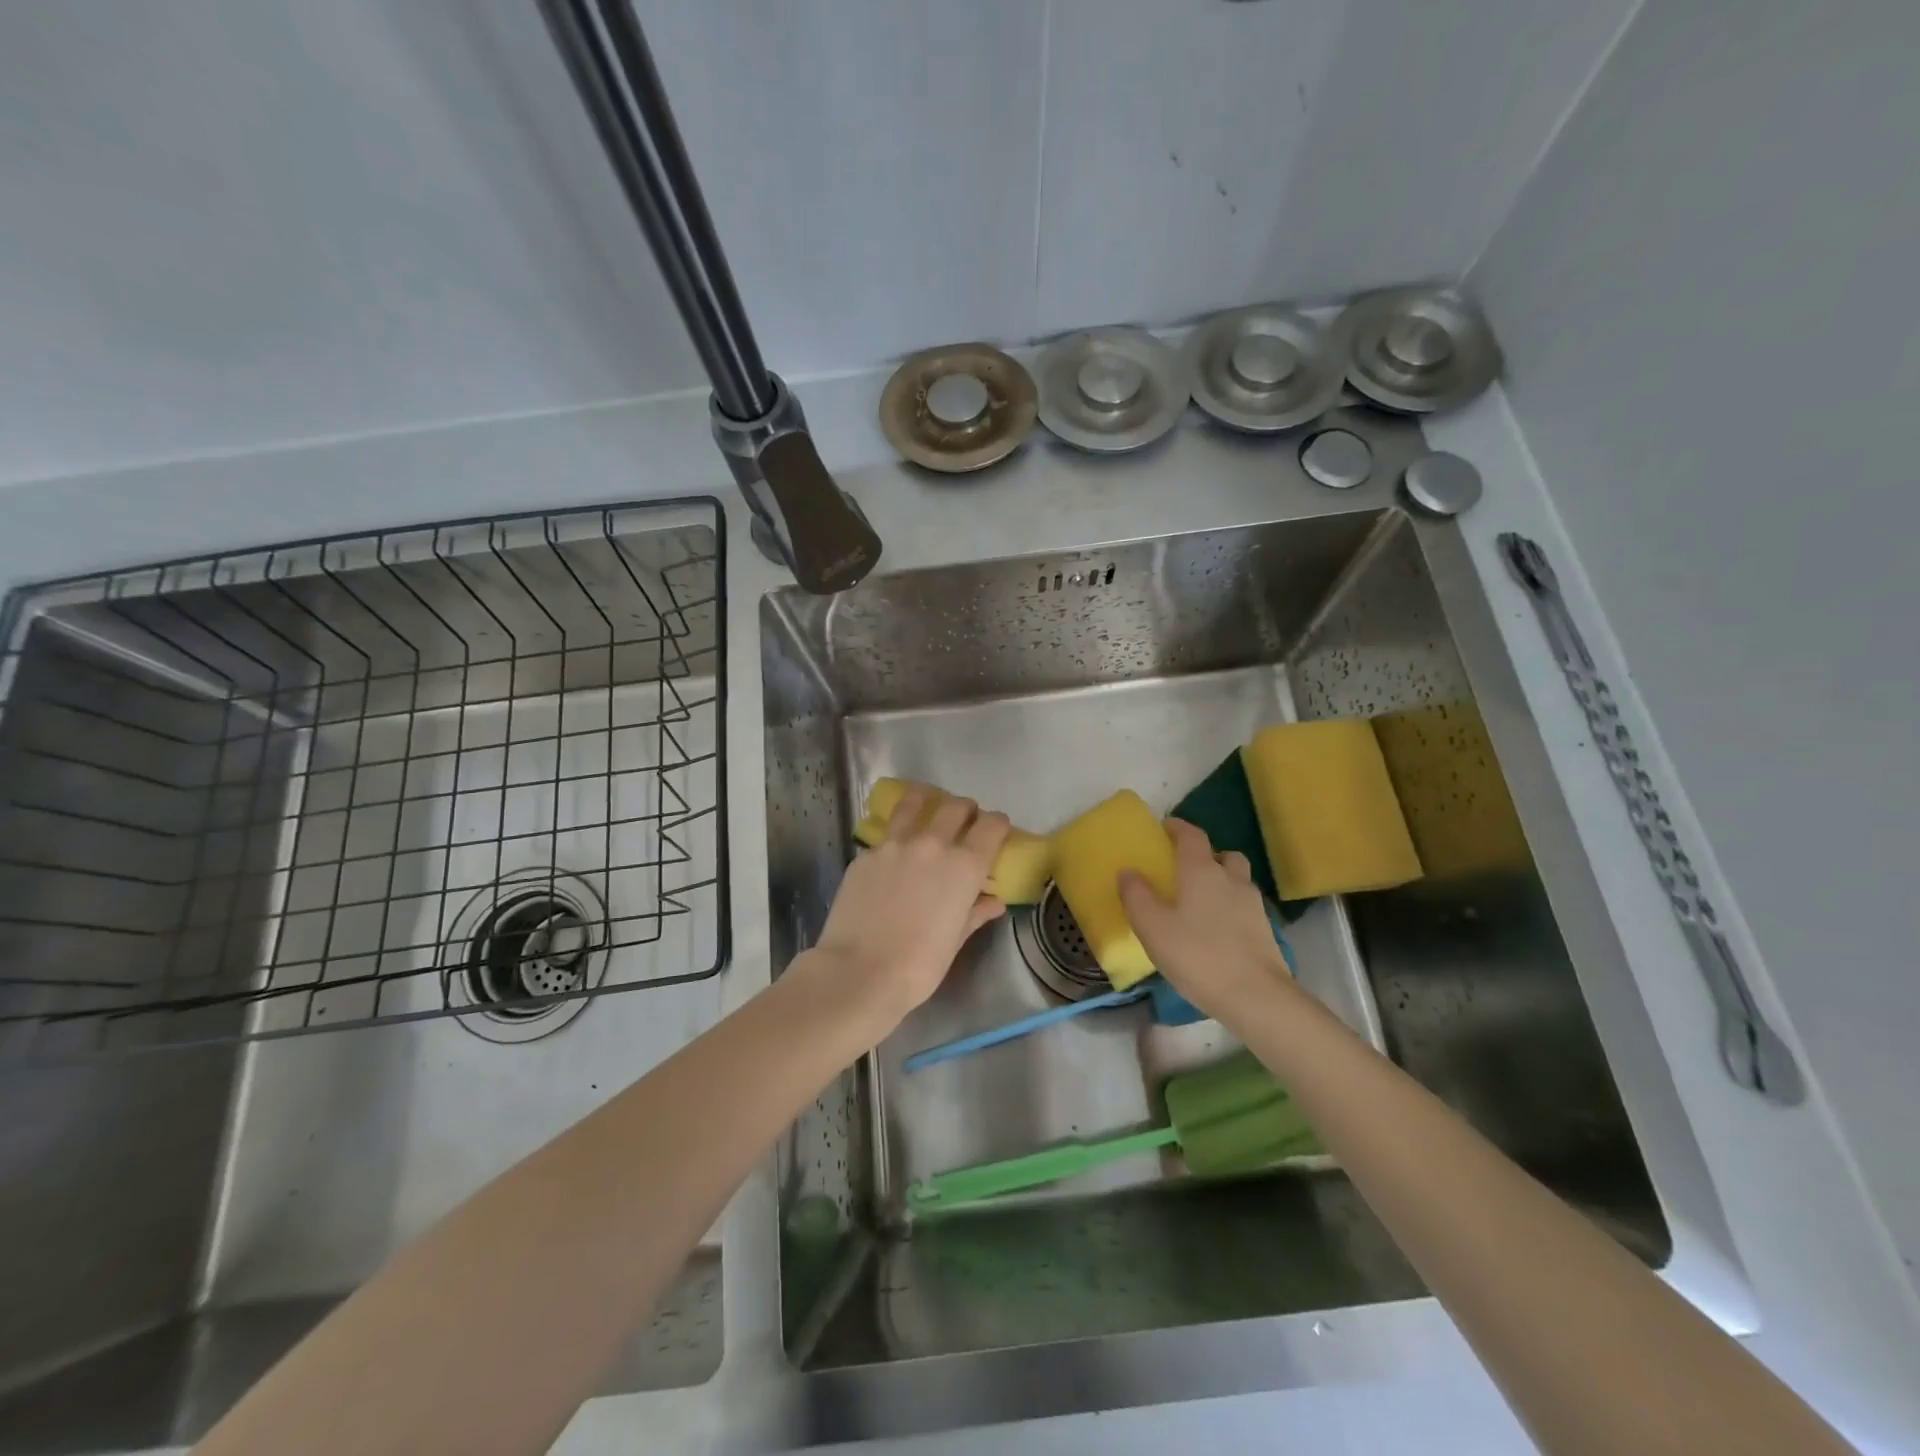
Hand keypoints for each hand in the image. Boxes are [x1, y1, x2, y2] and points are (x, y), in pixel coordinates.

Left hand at [806, 785, 1009, 1032]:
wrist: (858, 972)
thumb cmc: (919, 966)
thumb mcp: (955, 941)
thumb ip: (975, 912)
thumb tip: (993, 901)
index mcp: (964, 866)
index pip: (992, 826)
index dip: (998, 824)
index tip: (997, 830)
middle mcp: (932, 844)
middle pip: (956, 807)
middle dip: (966, 809)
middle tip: (965, 819)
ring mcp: (894, 845)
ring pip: (914, 803)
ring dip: (926, 799)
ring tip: (926, 802)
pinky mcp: (865, 854)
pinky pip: (886, 834)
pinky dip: (896, 834)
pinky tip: (893, 851)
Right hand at [1118, 817, 1292, 1023]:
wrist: (1256, 996)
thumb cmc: (1197, 955)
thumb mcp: (1153, 928)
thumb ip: (1136, 896)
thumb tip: (1127, 871)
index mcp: (1201, 871)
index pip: (1192, 836)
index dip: (1178, 827)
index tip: (1164, 827)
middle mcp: (1230, 879)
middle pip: (1222, 855)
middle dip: (1204, 855)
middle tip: (1184, 868)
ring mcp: (1252, 904)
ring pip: (1237, 879)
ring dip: (1221, 880)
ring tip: (1201, 901)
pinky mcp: (1265, 930)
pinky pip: (1244, 905)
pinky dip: (1230, 907)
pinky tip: (1217, 929)